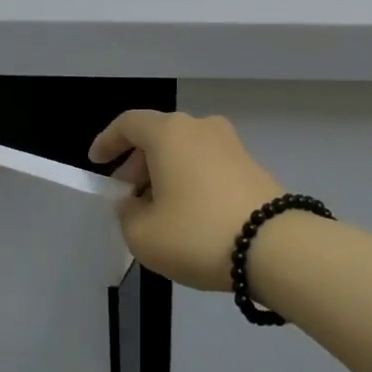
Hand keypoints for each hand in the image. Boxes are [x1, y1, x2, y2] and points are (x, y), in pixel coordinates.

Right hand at [89, 111, 283, 291]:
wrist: (275, 247)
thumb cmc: (196, 233)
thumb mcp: (143, 235)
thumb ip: (127, 214)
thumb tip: (133, 203)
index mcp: (169, 133)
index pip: (129, 124)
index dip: (108, 141)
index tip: (97, 162)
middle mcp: (200, 127)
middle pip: (158, 136)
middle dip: (137, 163)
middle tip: (127, 194)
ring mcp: (230, 144)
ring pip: (185, 150)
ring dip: (165, 172)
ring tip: (157, 208)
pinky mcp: (251, 165)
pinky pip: (207, 164)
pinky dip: (190, 179)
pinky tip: (188, 212)